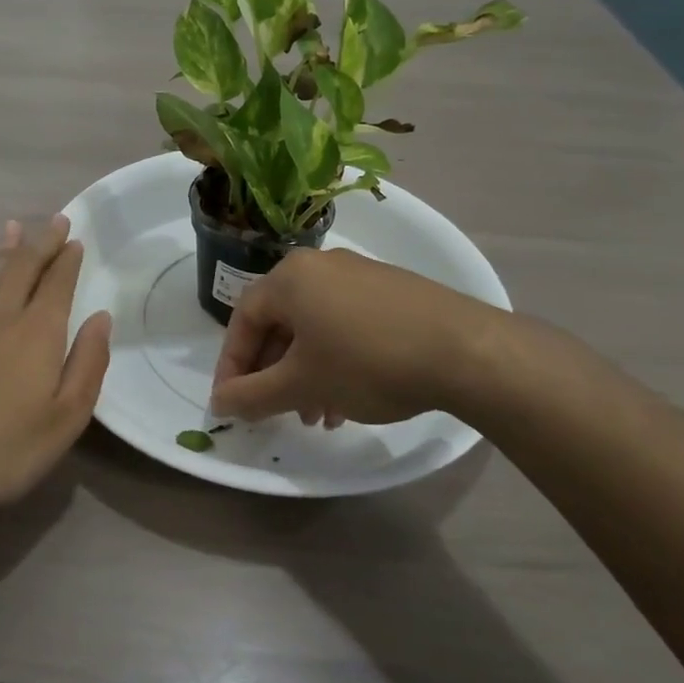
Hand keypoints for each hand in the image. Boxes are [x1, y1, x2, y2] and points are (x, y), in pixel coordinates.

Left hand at [0, 215, 111, 529]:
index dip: (67, 260)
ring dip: (8, 251)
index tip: (75, 238)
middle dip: (41, 243)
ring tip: (14, 228)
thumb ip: (87, 365)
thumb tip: (100, 318)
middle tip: (56, 220)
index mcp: (36, 333)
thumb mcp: (64, 419)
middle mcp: (1, 319)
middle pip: (22, 269)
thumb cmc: (0, 450)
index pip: (56, 284)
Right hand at [210, 248, 496, 425]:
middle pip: (279, 324)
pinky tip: (351, 398)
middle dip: (275, 375)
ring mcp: (358, 275)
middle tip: (280, 413)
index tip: (232, 404)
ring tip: (320, 416)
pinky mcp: (389, 290)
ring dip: (306, 374)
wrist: (464, 350)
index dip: (233, 366)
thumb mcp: (302, 385)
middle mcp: (320, 266)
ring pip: (314, 328)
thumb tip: (220, 403)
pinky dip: (336, 360)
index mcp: (290, 277)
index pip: (243, 320)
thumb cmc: (367, 362)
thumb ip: (252, 396)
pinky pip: (344, 324)